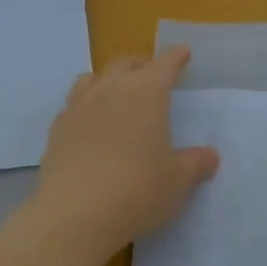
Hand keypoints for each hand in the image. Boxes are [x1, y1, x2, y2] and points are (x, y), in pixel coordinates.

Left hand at [33, 46, 220, 249]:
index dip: (175, 57)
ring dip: (109, 79)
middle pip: (125, 64)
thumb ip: (195, 164)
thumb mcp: (177, 181)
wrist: (75, 213)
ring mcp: (78, 107)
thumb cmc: (137, 190)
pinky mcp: (57, 130)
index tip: (183, 52)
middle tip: (152, 71)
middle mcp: (110, 90)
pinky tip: (89, 123)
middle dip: (142, 64)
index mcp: (145, 93)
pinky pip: (73, 104)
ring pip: (93, 78)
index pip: (164, 65)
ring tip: (116, 90)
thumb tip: (209, 156)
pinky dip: (86, 105)